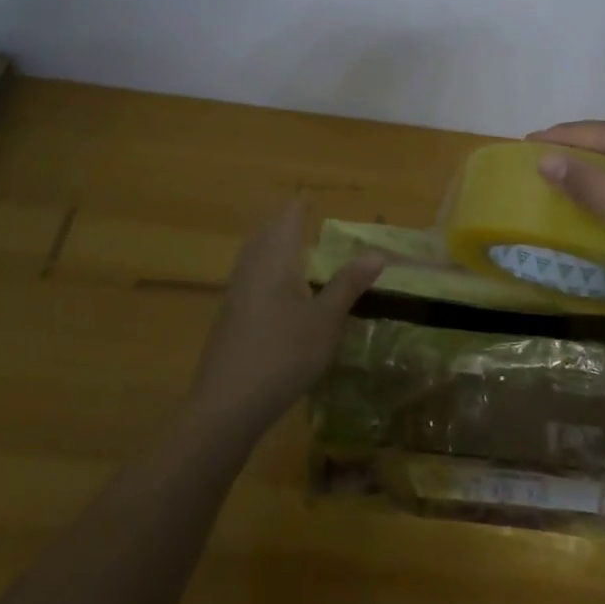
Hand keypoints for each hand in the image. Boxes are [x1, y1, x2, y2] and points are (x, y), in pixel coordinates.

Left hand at [186, 201, 383, 436]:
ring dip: (272, 244)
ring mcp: (236, 293)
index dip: (301, 206)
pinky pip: (249, 276)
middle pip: (265, 232)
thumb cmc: (283, 354)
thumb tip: (377, 252)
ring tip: (293, 246)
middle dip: (284, 222)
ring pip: (253, 254)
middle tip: (305, 217)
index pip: (287, 218)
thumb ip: (348, 284)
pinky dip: (265, 268)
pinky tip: (276, 288)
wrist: (227, 404)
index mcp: (275, 260)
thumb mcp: (326, 321)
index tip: (314, 199)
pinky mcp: (229, 317)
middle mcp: (251, 268)